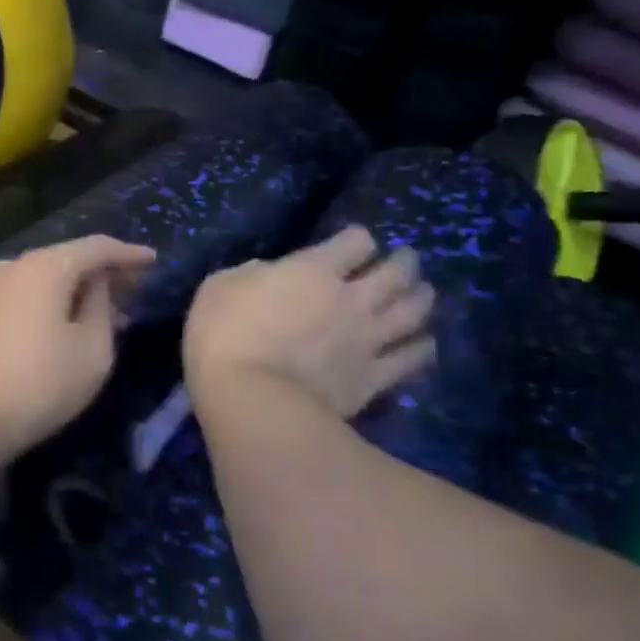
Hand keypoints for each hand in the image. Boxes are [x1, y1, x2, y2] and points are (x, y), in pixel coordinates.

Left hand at [0, 235, 155, 473]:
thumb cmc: (39, 385)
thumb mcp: (91, 350)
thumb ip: (101, 307)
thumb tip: (96, 284)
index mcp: (44, 267)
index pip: (96, 247)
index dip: (128, 253)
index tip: (154, 261)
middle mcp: (12, 266)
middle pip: (66, 259)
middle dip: (102, 272)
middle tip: (134, 288)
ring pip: (42, 278)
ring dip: (75, 289)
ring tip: (105, 310)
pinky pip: (23, 295)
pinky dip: (49, 301)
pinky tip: (65, 322)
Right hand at [184, 226, 435, 419]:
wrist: (251, 399)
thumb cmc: (223, 336)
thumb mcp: (218, 288)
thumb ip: (248, 274)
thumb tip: (266, 273)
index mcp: (313, 270)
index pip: (356, 241)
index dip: (354, 241)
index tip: (347, 247)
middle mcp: (352, 298)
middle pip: (398, 272)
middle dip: (403, 263)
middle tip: (402, 262)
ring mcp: (369, 339)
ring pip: (416, 311)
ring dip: (421, 299)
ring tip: (420, 295)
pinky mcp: (375, 377)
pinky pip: (414, 358)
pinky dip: (421, 347)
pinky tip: (420, 344)